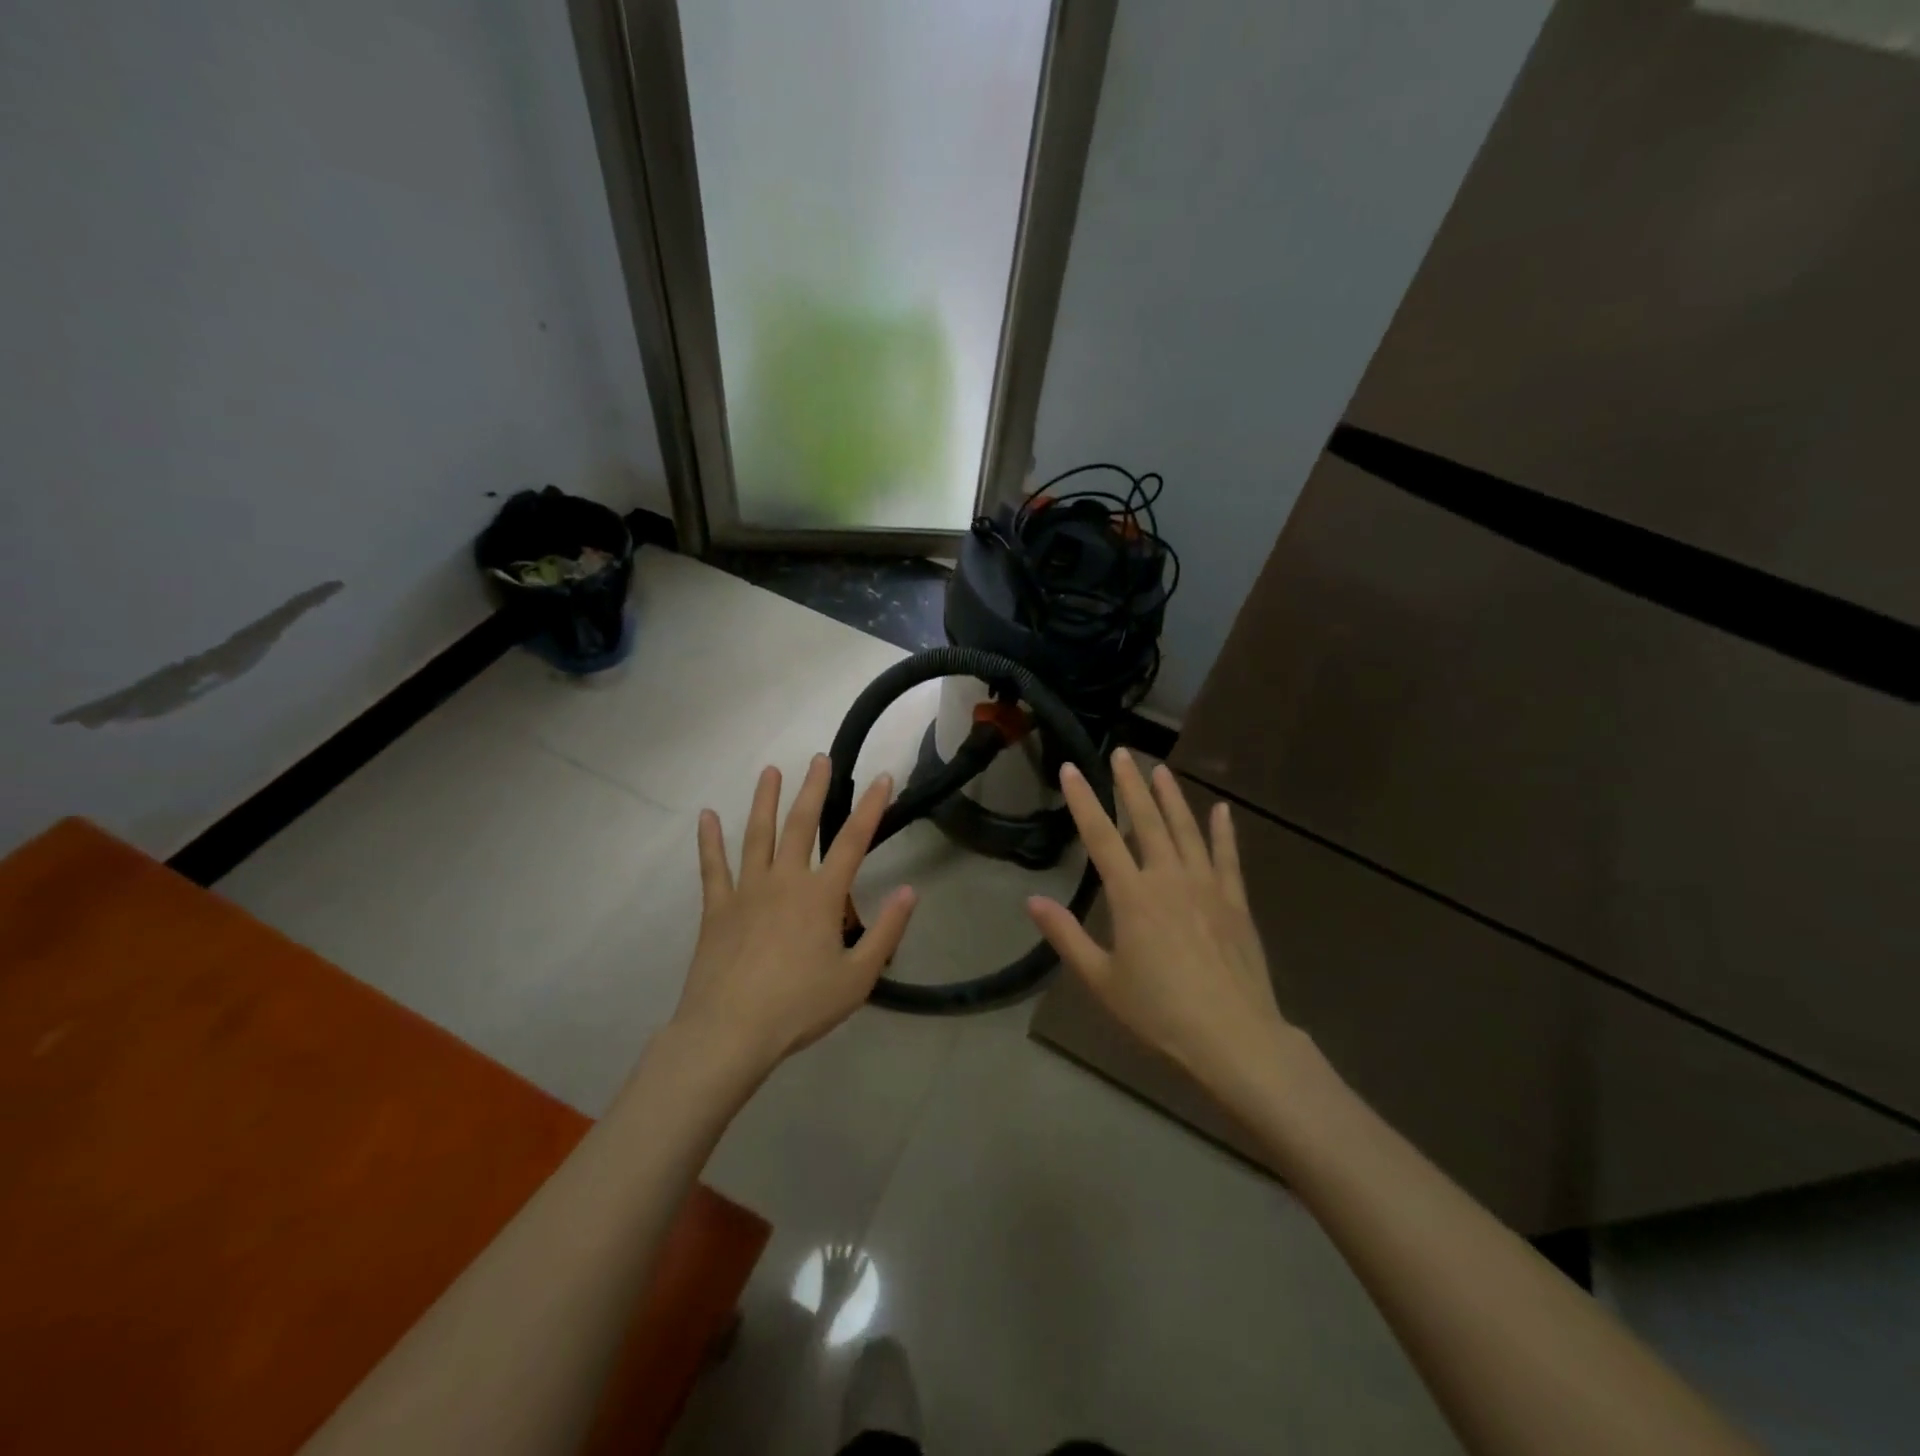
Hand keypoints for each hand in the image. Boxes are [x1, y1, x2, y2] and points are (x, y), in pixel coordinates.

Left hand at [674, 755, 916, 1075]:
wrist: (730, 1032)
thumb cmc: (799, 1007)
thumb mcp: (857, 977)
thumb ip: (886, 932)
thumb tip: (909, 891)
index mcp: (821, 896)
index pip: (853, 841)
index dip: (871, 807)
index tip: (884, 778)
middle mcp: (784, 881)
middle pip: (801, 825)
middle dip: (813, 789)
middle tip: (820, 759)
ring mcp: (746, 891)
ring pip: (757, 835)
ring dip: (765, 800)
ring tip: (770, 771)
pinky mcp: (716, 908)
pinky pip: (712, 867)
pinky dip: (710, 840)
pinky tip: (707, 816)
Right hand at [1027, 751, 1295, 1103]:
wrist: (1234, 1038)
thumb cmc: (1159, 1012)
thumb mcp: (1101, 980)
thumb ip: (1066, 936)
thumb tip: (1033, 900)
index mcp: (1132, 896)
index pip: (1101, 836)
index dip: (1084, 800)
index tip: (1072, 769)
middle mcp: (1168, 878)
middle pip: (1146, 820)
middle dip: (1131, 785)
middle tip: (1122, 753)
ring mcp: (1207, 886)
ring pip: (1186, 829)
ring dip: (1172, 797)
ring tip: (1160, 769)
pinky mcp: (1235, 901)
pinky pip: (1228, 856)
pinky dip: (1224, 831)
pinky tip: (1222, 810)